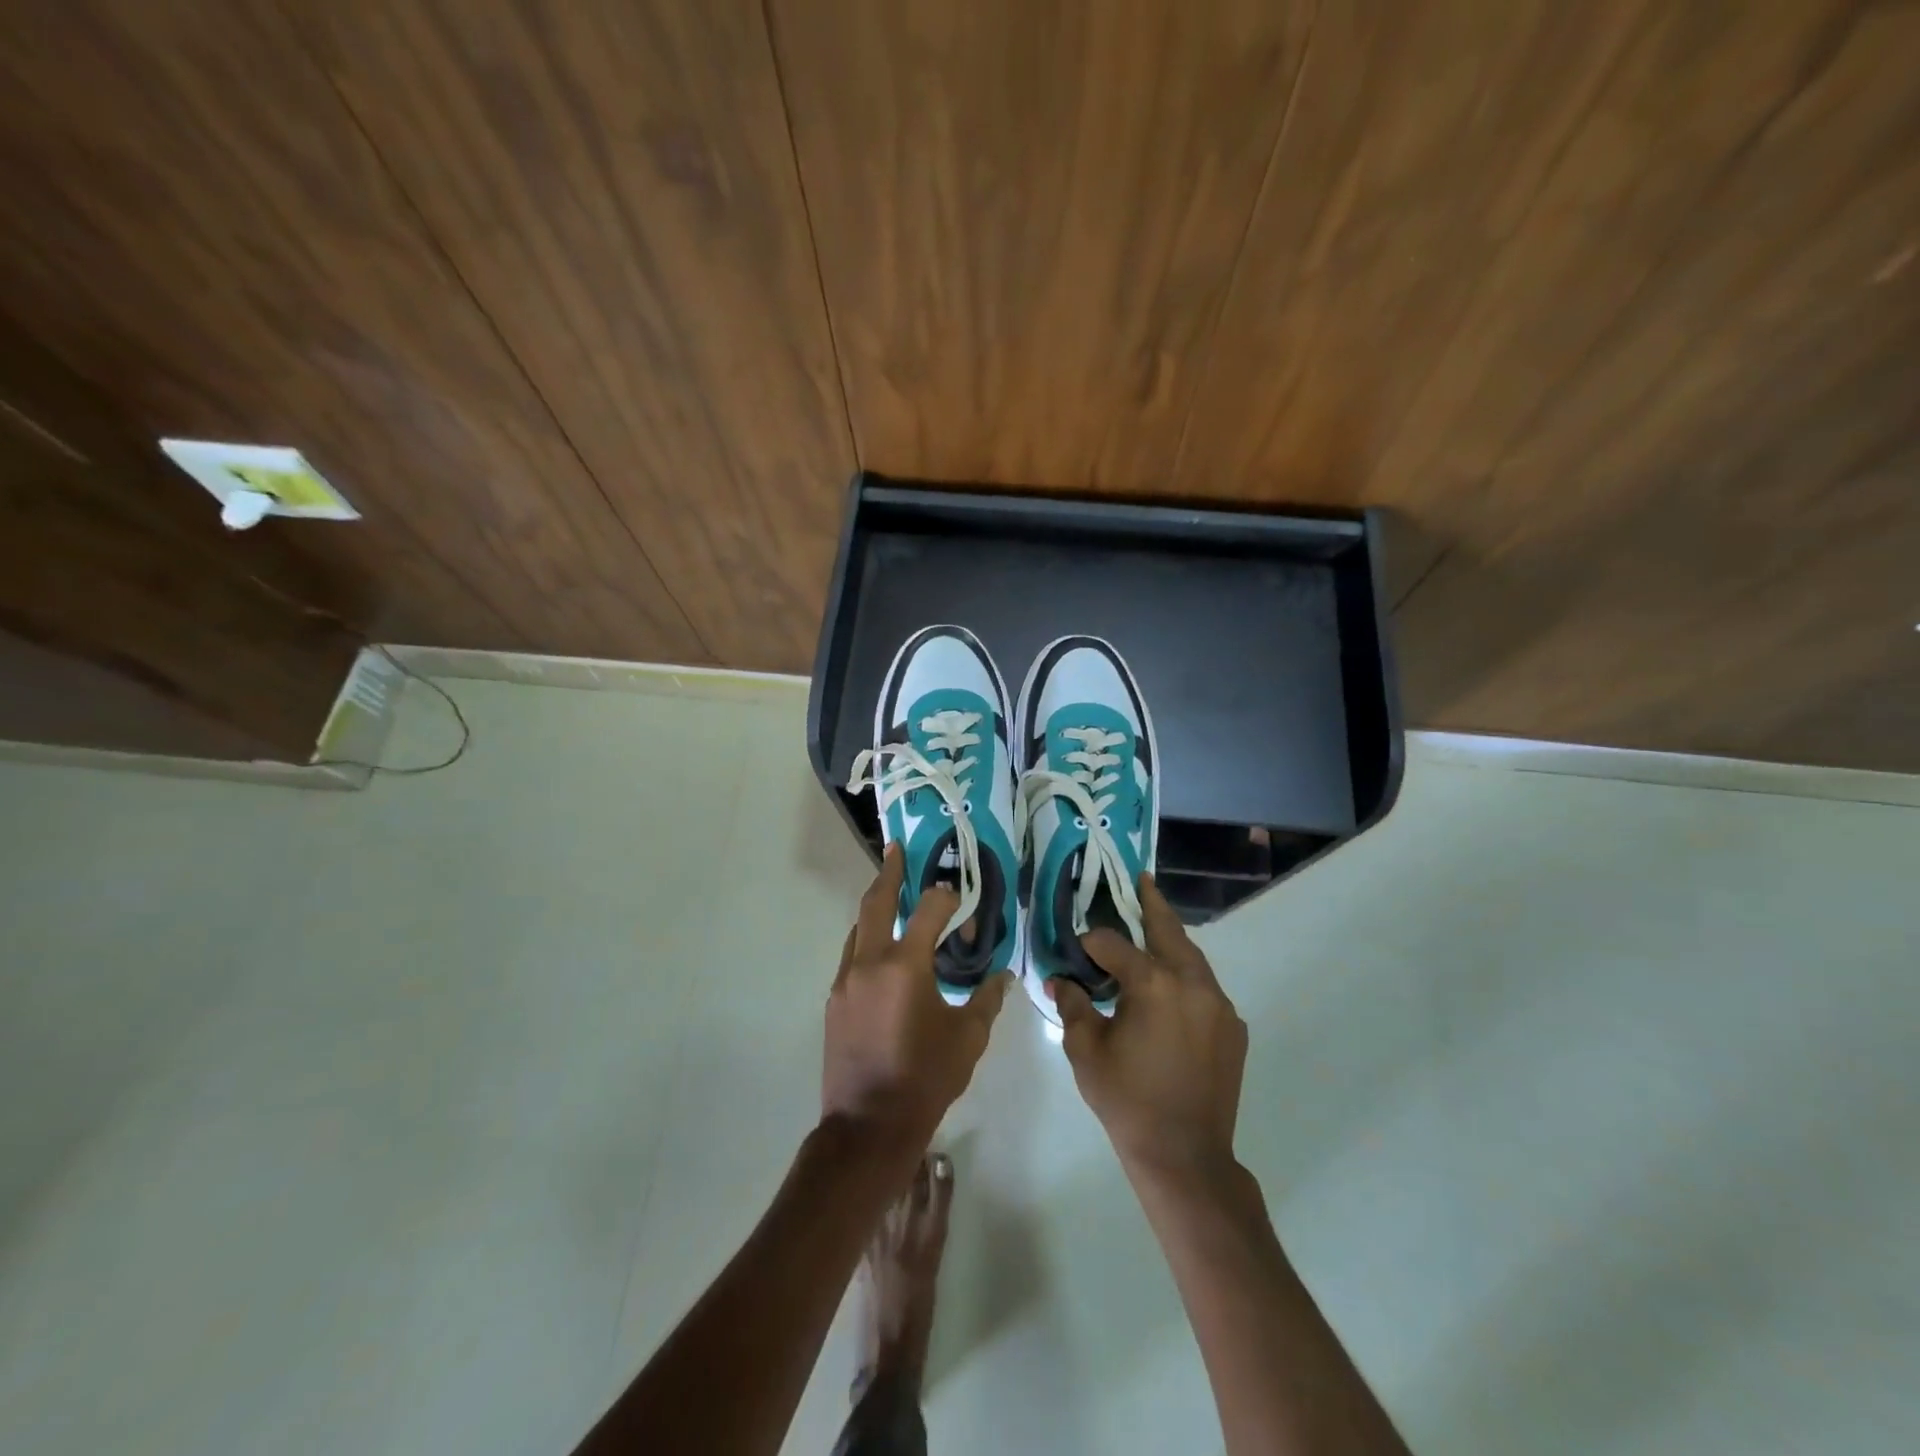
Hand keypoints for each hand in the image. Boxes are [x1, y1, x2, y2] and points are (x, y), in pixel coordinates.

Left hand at [823, 845, 1007, 1150]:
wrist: (868, 1125)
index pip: (929, 910)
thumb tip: (1003, 975)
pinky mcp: (834, 1001)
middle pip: (876, 904)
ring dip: (875, 909)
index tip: (959, 901)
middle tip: (896, 850)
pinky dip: (867, 942)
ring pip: (858, 930)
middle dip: (888, 873)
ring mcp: (846, 981)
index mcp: (906, 966)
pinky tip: (882, 954)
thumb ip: (986, 1000)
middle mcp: (870, 963)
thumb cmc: (925, 1079)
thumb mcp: (968, 1039)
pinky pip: (851, 957)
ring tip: (891, 897)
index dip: (947, 898)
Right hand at [1051, 875, 1248, 1180]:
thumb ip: (1073, 1006)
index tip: (1077, 950)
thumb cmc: (1127, 1101)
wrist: (1185, 1156)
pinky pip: (1206, 988)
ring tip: (1153, 927)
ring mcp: (1219, 1005)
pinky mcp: (1233, 1028)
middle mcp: (1192, 983)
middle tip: (1142, 880)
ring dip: (1171, 941)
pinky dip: (1186, 977)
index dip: (1091, 943)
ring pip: (1192, 958)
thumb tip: (1060, 979)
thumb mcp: (1086, 1052)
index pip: (1113, 945)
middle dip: (1152, 904)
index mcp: (1153, 984)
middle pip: (1168, 931)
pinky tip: (1170, 989)